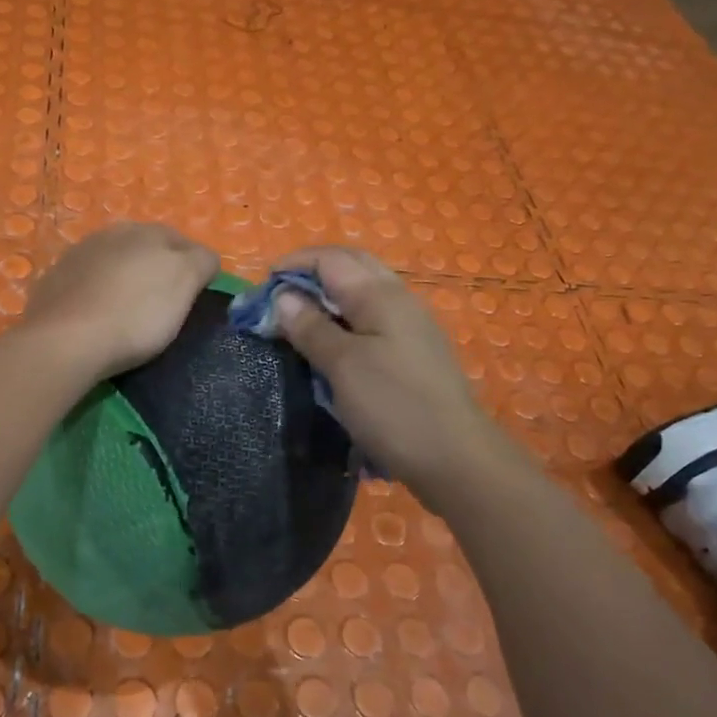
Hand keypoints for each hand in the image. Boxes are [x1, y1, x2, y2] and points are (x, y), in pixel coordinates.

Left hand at [25, 223, 219, 381]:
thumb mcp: (183, 284)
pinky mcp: (53, 278)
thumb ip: (201, 262)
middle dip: (157, 267)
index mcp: (149, 232)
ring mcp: (79, 253)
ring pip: (113, 259)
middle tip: (164, 302)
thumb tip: (204, 259)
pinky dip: (95, 291)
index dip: (195, 267)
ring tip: (128, 307)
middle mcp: (113, 233)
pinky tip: (95, 313)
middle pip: (146, 246)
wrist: (65, 340)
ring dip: (124, 276)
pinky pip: (85, 279)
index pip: (185, 242)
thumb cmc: (136, 315)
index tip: (195, 296)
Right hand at [272, 247, 513, 512]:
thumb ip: (311, 327)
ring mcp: (411, 325)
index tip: (261, 288)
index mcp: (380, 295)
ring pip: (363, 292)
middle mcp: (399, 299)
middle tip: (278, 299)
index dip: (293, 265)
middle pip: (351, 266)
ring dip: (328, 296)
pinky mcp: (414, 351)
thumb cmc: (393, 407)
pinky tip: (333, 345)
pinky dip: (345, 318)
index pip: (330, 258)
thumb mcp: (342, 366)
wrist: (455, 458)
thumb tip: (283, 295)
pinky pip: (373, 317)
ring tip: (299, 320)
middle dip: (311, 273)